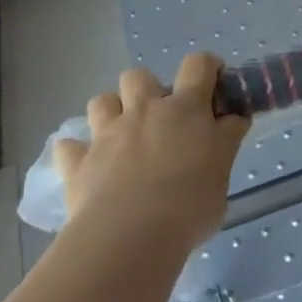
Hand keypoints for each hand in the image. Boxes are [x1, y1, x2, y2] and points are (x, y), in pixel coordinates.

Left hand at [53, 53, 250, 244]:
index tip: (215, 84)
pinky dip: (78, 153)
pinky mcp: (78, 163)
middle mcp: (144, 110)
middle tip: (161, 120)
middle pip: (139, 76)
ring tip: (122, 137)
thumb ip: (225, 142)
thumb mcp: (224, 172)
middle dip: (148, 90)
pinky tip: (88, 167)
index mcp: (186, 109)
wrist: (130, 236)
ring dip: (111, 113)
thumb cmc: (190, 204)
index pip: (199, 65)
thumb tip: (232, 121)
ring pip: (101, 101)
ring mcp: (107, 134)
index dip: (208, 67)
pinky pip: (69, 148)